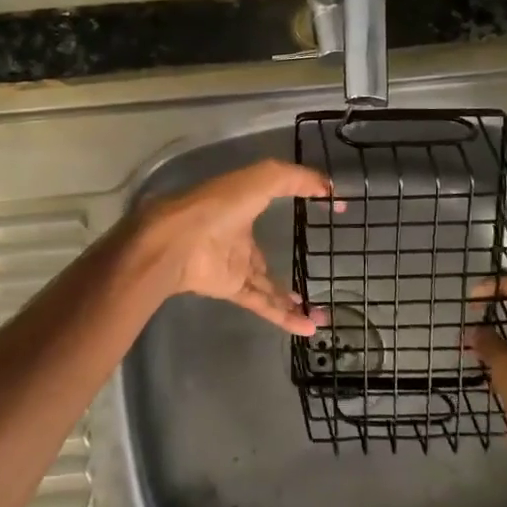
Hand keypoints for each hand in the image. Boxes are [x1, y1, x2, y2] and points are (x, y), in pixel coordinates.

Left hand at [127, 161, 336, 334]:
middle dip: (290, 266)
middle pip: (266, 257)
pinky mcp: (232, 289)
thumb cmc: (218, 205)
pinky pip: (263, 304)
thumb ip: (294, 179)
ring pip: (268, 286)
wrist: (177, 242)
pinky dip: (285, 316)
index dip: (298, 202)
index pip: (271, 204)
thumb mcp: (260, 179)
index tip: (326, 207)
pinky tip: (308, 327)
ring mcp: (234, 266)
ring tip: (321, 315)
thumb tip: (329, 186)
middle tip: (320, 276)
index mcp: (242, 206)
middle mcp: (238, 237)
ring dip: (292, 300)